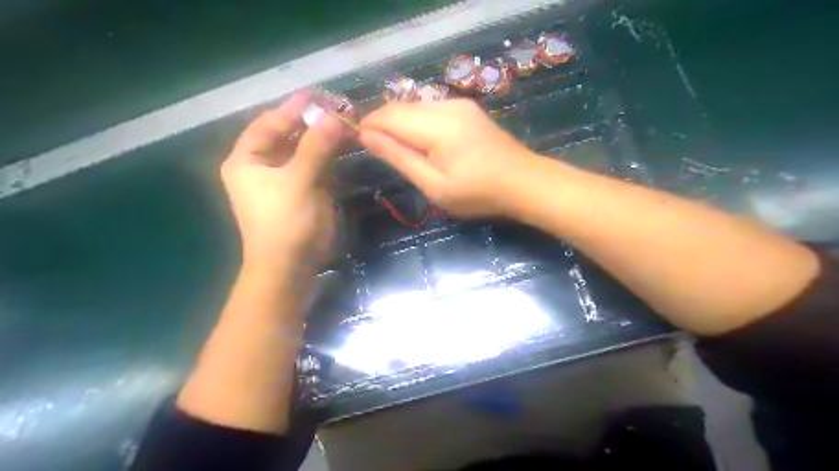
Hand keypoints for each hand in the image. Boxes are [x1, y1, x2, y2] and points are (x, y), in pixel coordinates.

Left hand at [220, 91, 345, 276]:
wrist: (290, 268)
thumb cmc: (286, 223)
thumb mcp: (299, 181)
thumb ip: (316, 146)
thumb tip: (335, 116)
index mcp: (247, 161)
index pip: (268, 124)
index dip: (292, 109)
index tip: (318, 95)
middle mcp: (262, 167)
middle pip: (287, 136)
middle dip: (313, 123)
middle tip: (339, 109)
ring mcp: (284, 181)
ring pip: (304, 151)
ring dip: (324, 139)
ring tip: (347, 124)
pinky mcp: (302, 193)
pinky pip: (316, 167)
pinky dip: (330, 156)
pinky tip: (345, 146)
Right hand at [359, 98, 536, 218]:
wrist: (524, 182)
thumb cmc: (478, 193)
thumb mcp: (434, 184)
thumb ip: (399, 157)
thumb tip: (365, 136)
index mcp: (437, 125)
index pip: (388, 115)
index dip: (368, 125)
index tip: (356, 143)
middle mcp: (446, 105)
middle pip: (400, 107)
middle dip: (382, 124)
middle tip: (377, 151)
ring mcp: (459, 104)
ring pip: (415, 107)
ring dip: (399, 123)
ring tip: (398, 150)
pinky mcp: (467, 109)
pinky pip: (430, 110)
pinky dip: (417, 123)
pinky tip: (422, 143)